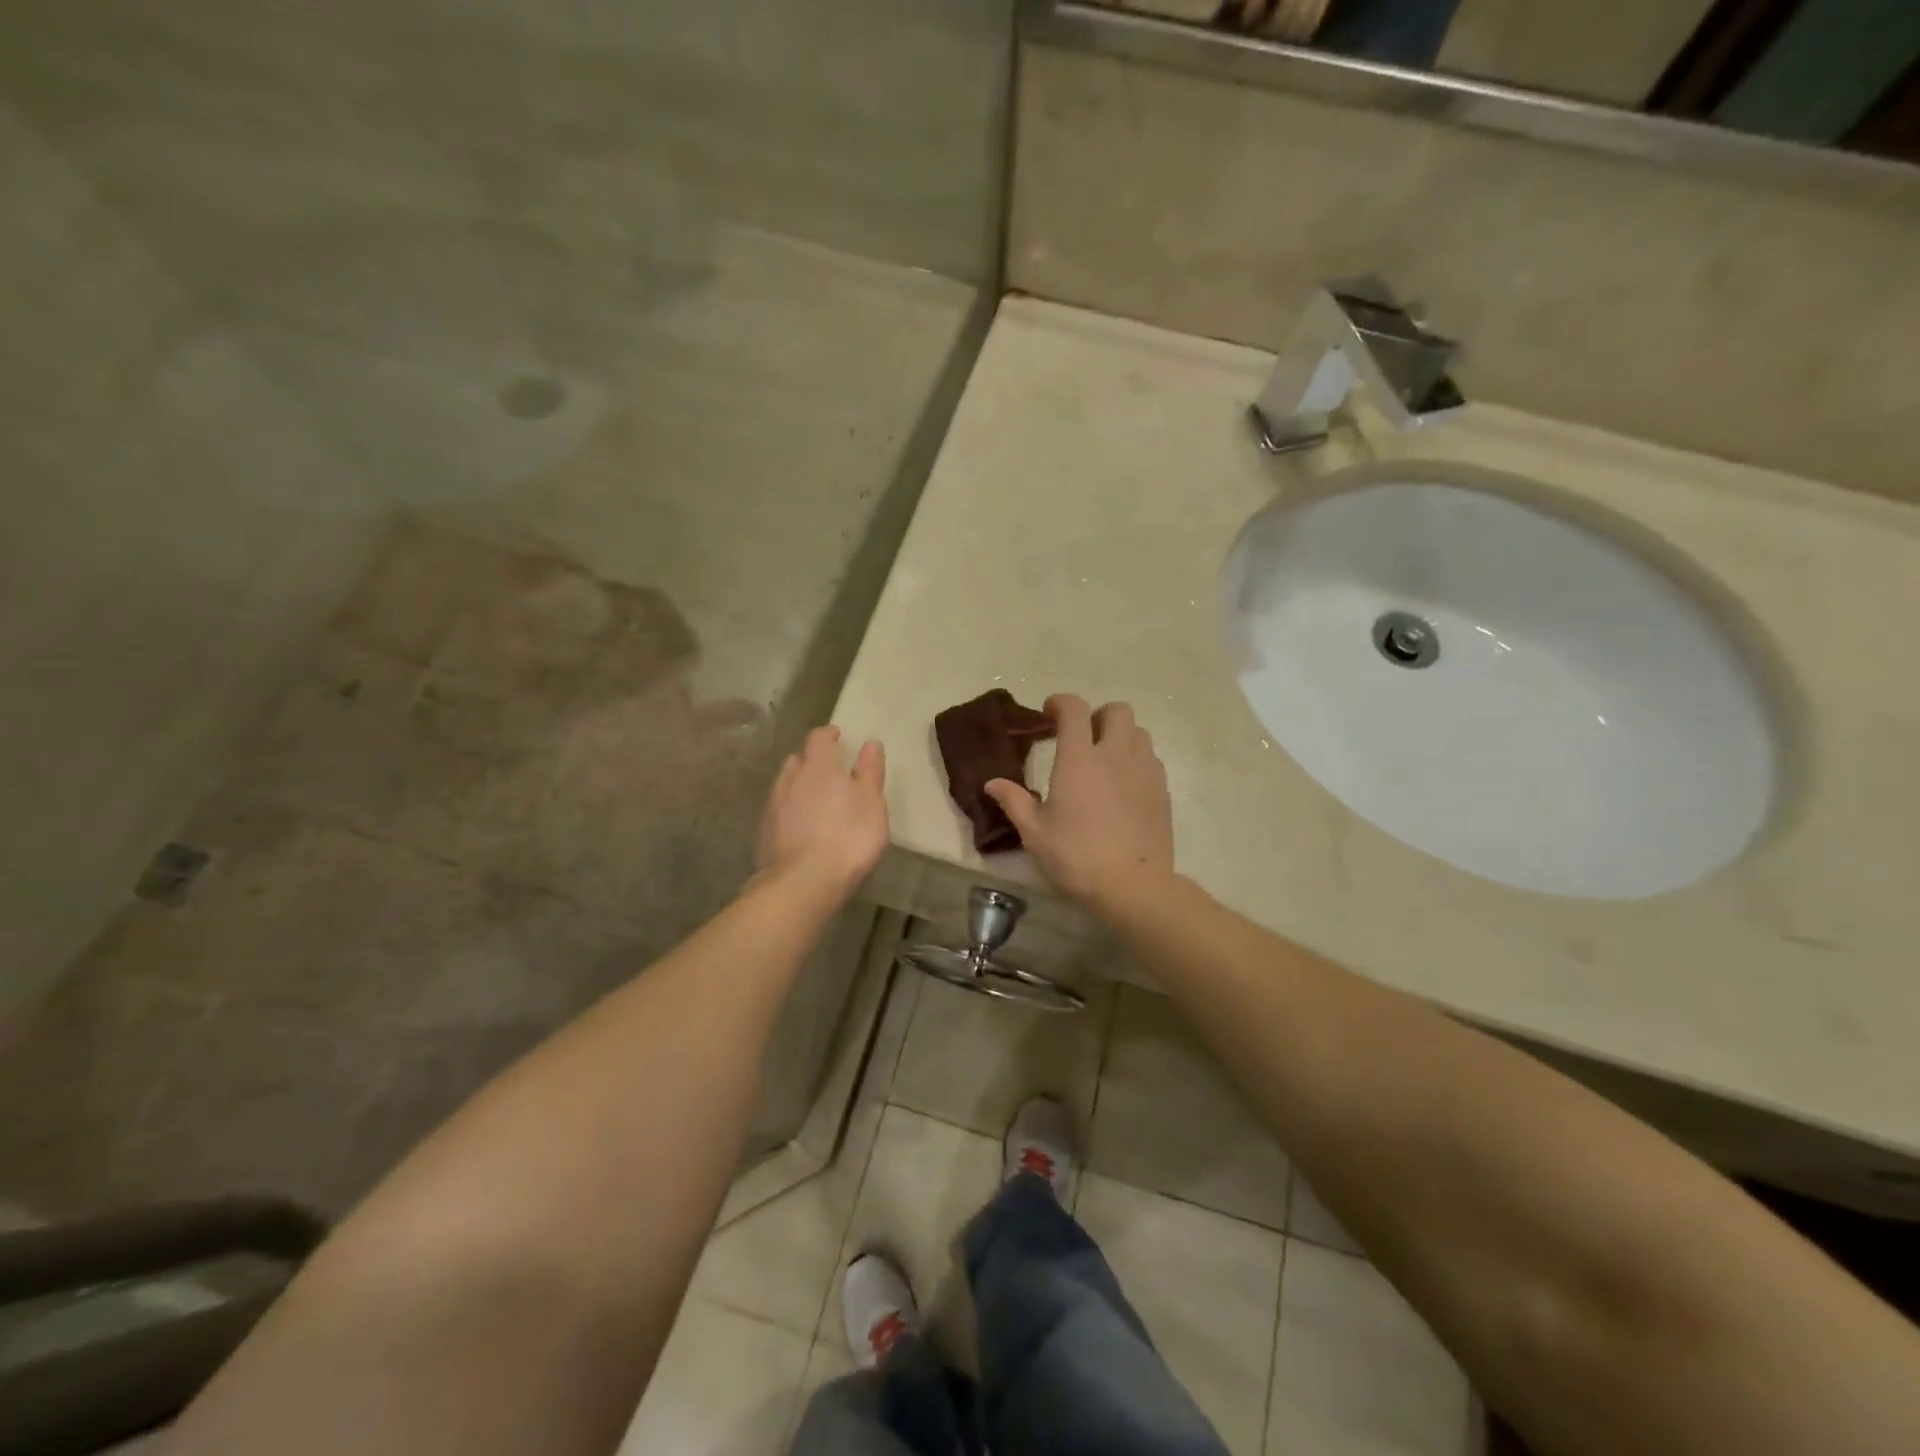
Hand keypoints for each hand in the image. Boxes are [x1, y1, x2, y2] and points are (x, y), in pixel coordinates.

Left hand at [756, 726, 887, 900]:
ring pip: (785, 784)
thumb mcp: (872, 803)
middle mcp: (791, 779)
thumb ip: (870, 771)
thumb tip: (870, 743)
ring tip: (814, 799)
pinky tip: (800, 826)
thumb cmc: (848, 837)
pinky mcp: (764, 832)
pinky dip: (789, 810)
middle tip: (828, 771)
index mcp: (819, 766)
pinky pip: (777, 810)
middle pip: (797, 759)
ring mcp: (773, 806)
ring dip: (798, 785)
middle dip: (811, 761)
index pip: (818, 738)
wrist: (803, 882)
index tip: (837, 736)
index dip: (828, 734)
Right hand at [985, 694, 1173, 910]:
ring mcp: (1144, 770)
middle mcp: (1115, 754)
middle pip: (1116, 710)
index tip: (1048, 714)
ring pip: (1138, 732)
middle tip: (1081, 738)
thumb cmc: (1076, 856)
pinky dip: (1136, 760)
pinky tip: (1124, 785)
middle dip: (1097, 716)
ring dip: (1120, 736)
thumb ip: (1014, 801)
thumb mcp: (1035, 832)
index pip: (1074, 709)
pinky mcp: (1162, 790)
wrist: (1133, 885)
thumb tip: (992, 783)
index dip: (1060, 703)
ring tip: (1104, 761)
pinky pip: (1151, 759)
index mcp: (1079, 758)